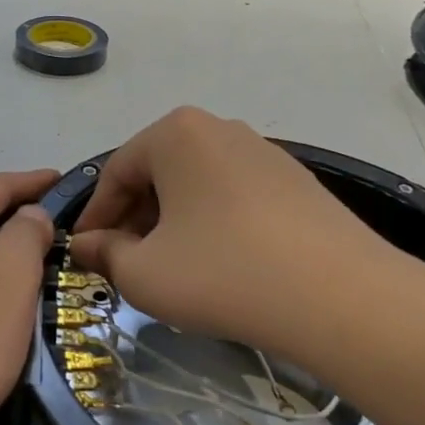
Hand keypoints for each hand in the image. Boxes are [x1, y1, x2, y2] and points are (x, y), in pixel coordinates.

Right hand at [72, 108, 412, 364]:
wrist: (341, 297)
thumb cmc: (223, 274)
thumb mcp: (145, 273)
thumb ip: (105, 254)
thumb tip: (87, 245)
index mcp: (174, 133)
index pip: (116, 173)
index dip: (95, 217)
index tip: (83, 253)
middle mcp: (219, 128)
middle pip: (158, 173)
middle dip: (135, 219)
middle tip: (125, 263)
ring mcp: (263, 151)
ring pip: (197, 184)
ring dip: (173, 222)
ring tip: (172, 267)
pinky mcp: (296, 180)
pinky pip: (234, 195)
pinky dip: (214, 223)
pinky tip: (221, 263)